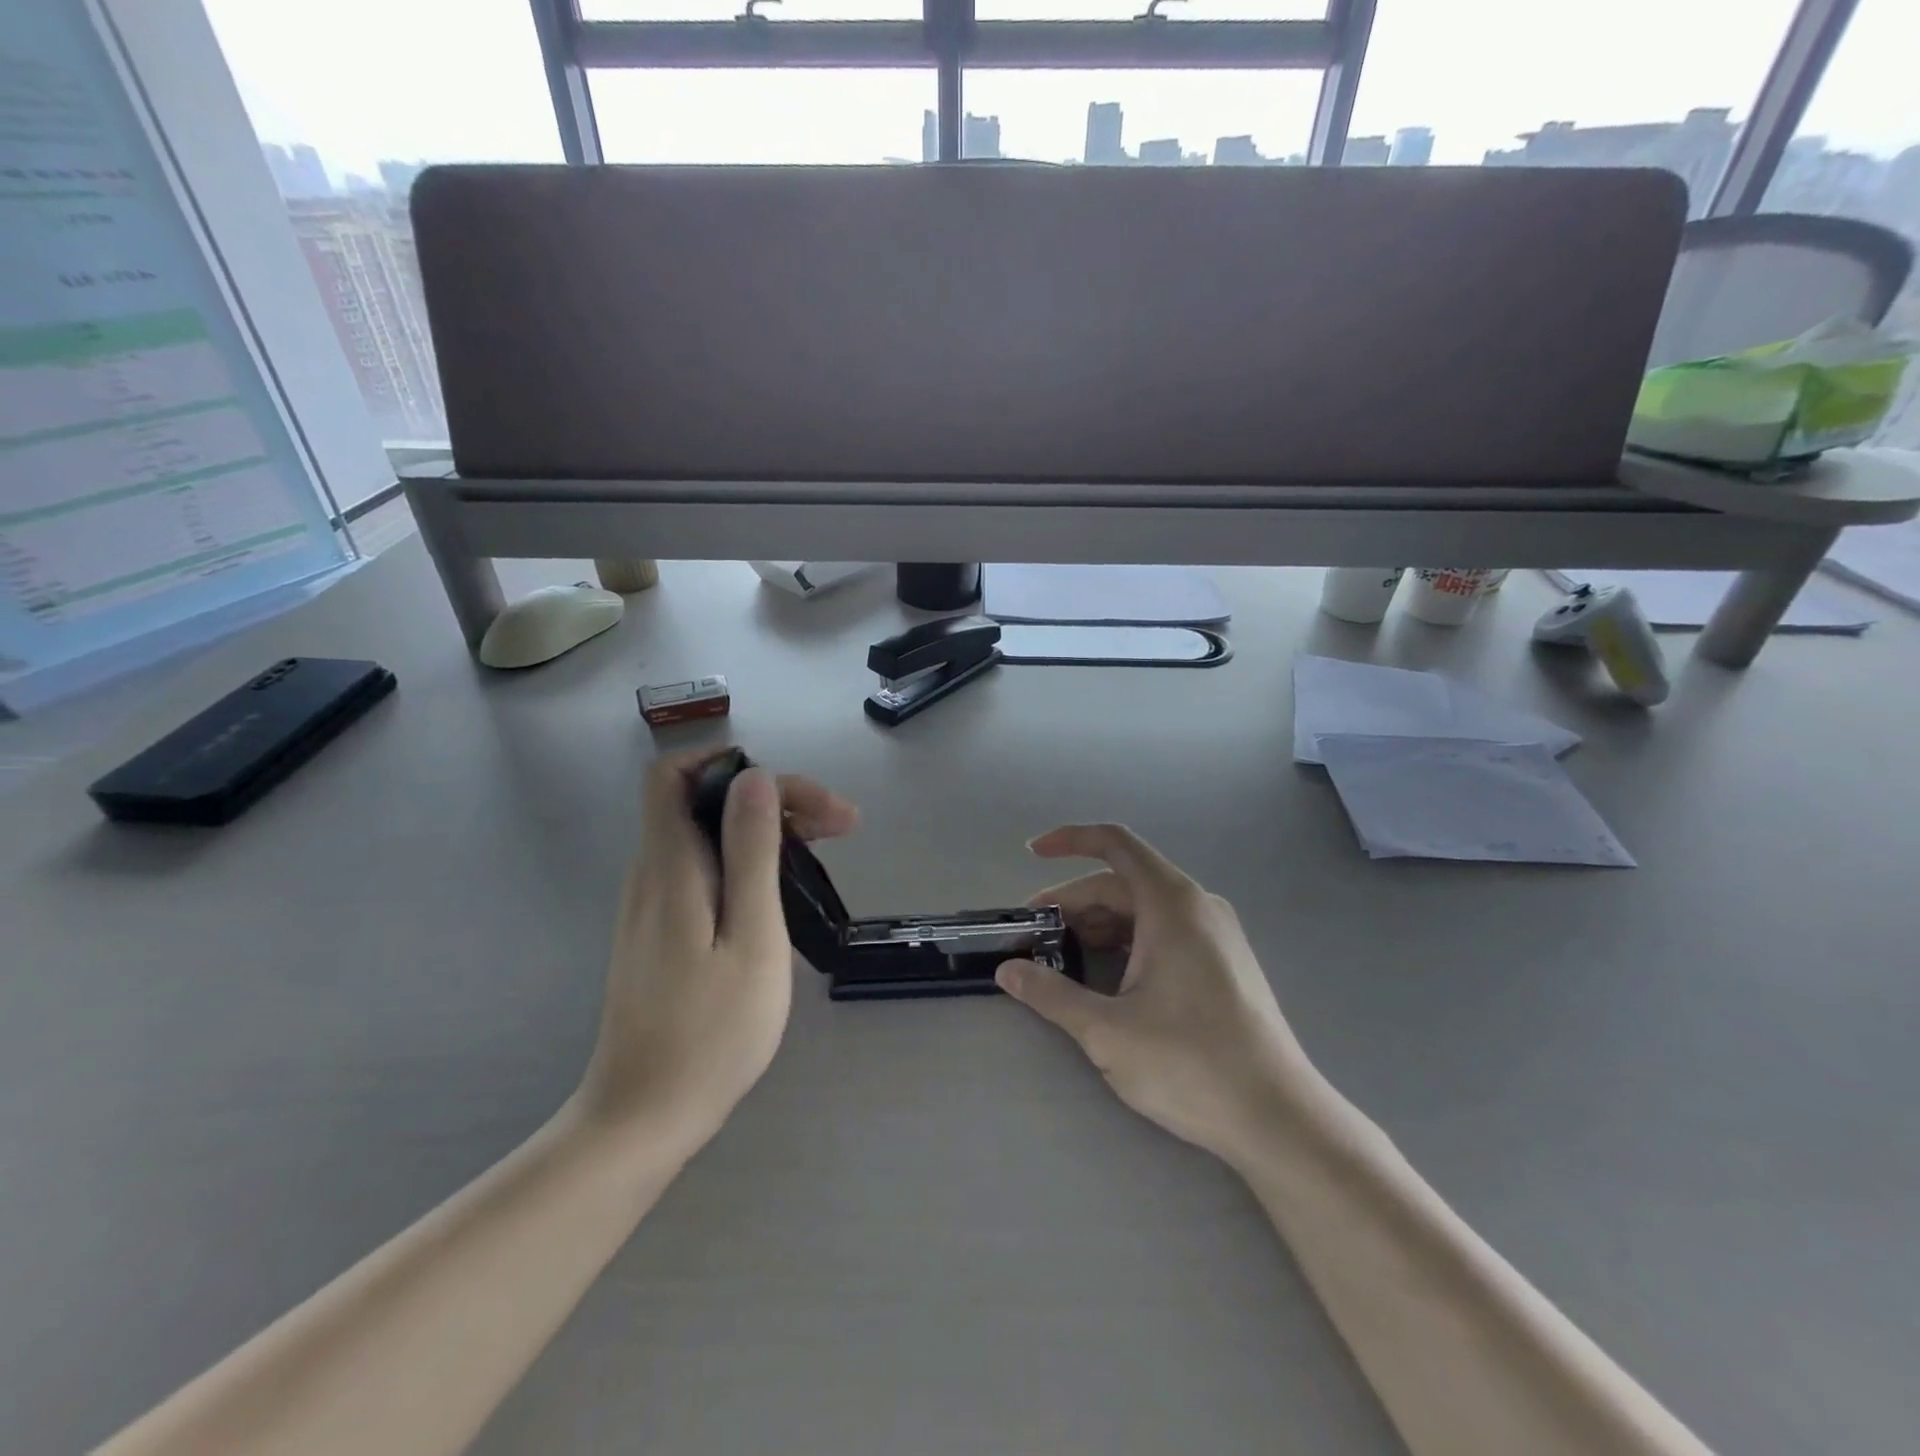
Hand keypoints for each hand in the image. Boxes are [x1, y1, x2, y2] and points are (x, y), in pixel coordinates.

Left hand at [577, 750, 858, 1156]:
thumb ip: (751, 853)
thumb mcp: (750, 937)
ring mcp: (655, 905)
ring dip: (768, 829)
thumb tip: (754, 778)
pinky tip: (786, 889)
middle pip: (703, 802)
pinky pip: (707, 870)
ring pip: (709, 836)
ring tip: (826, 849)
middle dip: (773, 797)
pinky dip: (750, 861)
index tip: (789, 789)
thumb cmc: (710, 1031)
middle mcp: (654, 874)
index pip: (672, 775)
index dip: (726, 762)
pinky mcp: (664, 932)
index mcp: (671, 867)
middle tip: (841, 825)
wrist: (645, 1117)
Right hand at [997, 824, 1310, 1160]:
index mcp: (1172, 904)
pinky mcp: (1224, 962)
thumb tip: (1007, 971)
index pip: (1115, 843)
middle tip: (1034, 936)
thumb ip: (1051, 995)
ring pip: (1143, 909)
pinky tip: (1107, 977)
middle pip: (1123, 882)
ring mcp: (1216, 933)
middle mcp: (1198, 906)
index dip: (1069, 839)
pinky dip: (1127, 941)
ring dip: (1098, 924)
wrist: (1279, 1119)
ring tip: (1062, 959)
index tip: (1032, 853)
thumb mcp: (1107, 1032)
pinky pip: (1164, 930)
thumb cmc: (1191, 1065)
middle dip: (1073, 902)